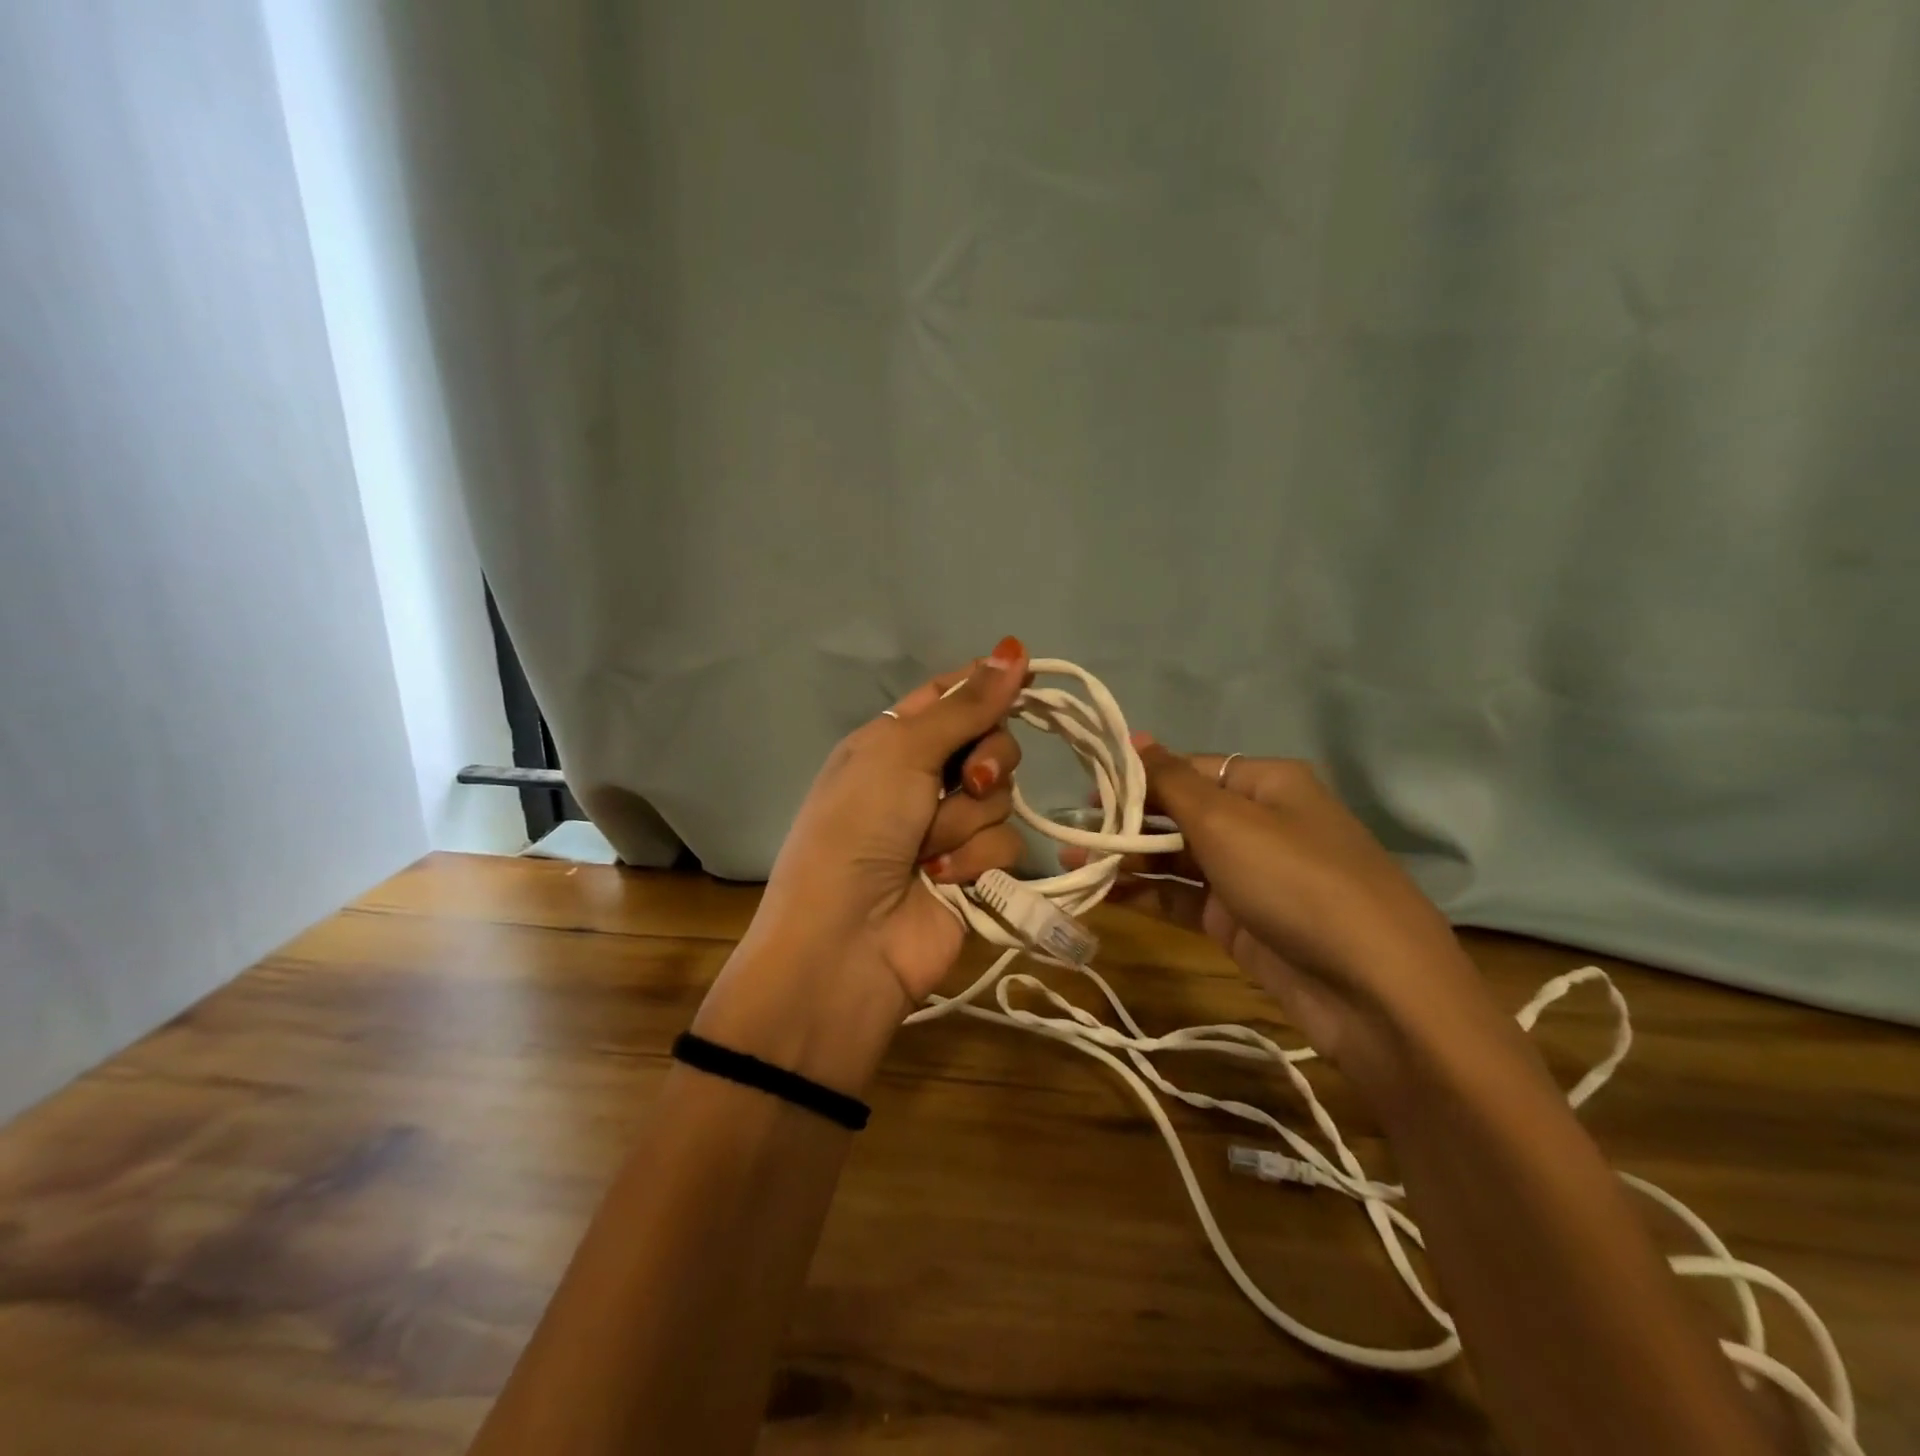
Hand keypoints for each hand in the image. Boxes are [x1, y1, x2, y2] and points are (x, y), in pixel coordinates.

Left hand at [728, 638, 1030, 1010]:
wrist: (846, 941)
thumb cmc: (858, 828)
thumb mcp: (901, 752)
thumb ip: (965, 705)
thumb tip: (1014, 647)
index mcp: (894, 739)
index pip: (953, 695)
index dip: (988, 684)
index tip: (1027, 678)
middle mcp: (924, 777)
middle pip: (992, 742)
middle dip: (987, 761)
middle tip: (965, 781)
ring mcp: (951, 827)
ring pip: (1002, 797)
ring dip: (966, 823)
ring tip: (927, 851)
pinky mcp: (975, 872)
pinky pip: (1007, 846)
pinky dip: (974, 862)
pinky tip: (941, 881)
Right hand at [1064, 739, 1499, 1092]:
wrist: (1373, 990)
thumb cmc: (1296, 880)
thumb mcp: (1227, 821)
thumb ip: (1171, 781)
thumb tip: (1135, 735)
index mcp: (1265, 783)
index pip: (1188, 768)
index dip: (1137, 776)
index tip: (1086, 788)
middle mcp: (1258, 823)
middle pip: (1179, 813)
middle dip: (1125, 822)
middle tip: (1070, 833)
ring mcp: (1248, 876)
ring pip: (1176, 859)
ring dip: (1126, 860)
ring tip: (1071, 864)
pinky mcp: (1239, 922)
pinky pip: (1182, 898)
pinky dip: (1145, 895)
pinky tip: (1102, 895)